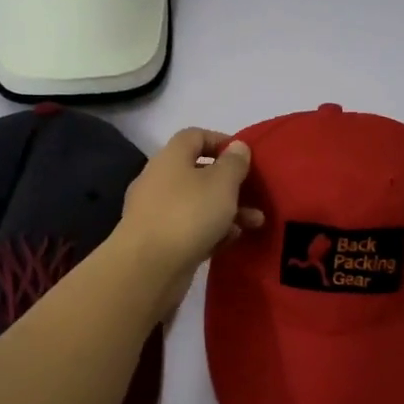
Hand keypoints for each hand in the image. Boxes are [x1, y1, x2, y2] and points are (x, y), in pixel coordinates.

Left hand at [115, 129, 262, 310]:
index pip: (195, 136)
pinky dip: (212, 231)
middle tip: (256, 196)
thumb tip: (237, 146)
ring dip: (227, 210)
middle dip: (231, 184)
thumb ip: (234, 163)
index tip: (245, 156)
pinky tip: (231, 241)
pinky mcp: (159, 241)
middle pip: (198, 173)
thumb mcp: (222, 183)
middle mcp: (160, 180)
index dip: (221, 141)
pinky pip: (191, 229)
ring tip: (254, 223)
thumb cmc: (188, 214)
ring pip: (198, 204)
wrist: (148, 267)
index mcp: (171, 158)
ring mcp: (157, 212)